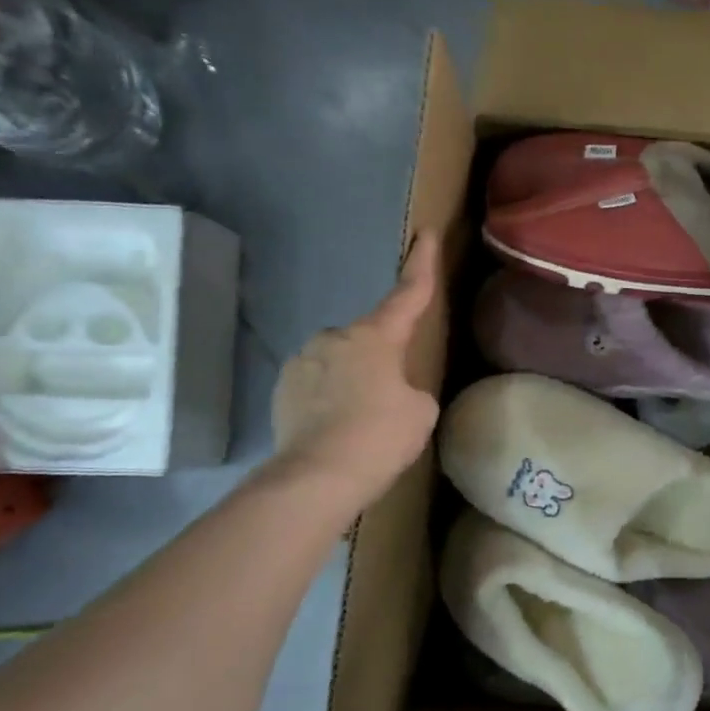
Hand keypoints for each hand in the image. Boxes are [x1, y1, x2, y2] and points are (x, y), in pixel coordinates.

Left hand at [270, 232, 441, 509]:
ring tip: (359, 422)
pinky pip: (316, 384)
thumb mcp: (420, 411)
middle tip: (389, 399)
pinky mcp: (282, 388)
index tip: (427, 233)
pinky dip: (328, 399)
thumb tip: (389, 390)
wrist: (316, 476)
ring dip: (351, 380)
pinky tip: (334, 429)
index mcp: (376, 336)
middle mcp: (335, 337)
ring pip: (339, 361)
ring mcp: (303, 361)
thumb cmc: (379, 437)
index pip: (408, 293)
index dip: (422, 264)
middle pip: (369, 338)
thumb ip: (409, 388)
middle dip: (379, 359)